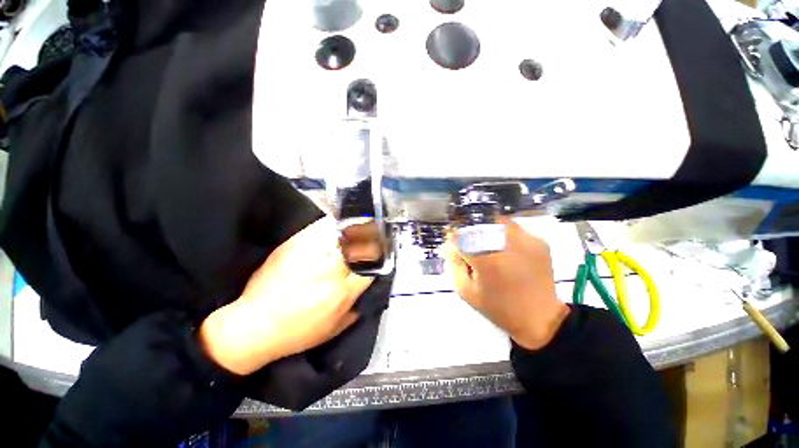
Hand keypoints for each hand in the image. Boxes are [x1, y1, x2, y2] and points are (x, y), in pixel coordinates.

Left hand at [199, 217, 372, 374]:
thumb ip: (355, 310)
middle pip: (358, 244)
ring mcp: (312, 254)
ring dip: (352, 228)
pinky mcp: (294, 245)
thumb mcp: (333, 329)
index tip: (380, 249)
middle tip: (372, 232)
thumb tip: (367, 294)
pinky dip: (331, 223)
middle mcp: (332, 269)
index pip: (371, 264)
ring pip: (341, 232)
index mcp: (343, 291)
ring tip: (357, 224)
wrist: (253, 326)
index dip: (378, 255)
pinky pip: (319, 227)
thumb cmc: (296, 333)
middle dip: (368, 237)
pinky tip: (335, 223)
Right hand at [446, 220, 569, 350]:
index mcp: (486, 261)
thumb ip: (455, 266)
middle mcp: (506, 246)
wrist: (539, 318)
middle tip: (471, 248)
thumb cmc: (498, 308)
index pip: (460, 239)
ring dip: (488, 232)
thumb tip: (452, 246)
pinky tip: (506, 249)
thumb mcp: (467, 291)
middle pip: (478, 228)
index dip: (454, 240)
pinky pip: (515, 229)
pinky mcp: (539, 243)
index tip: (453, 243)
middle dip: (470, 236)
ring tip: (490, 248)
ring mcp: (525, 242)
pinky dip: (505, 235)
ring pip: (497, 224)